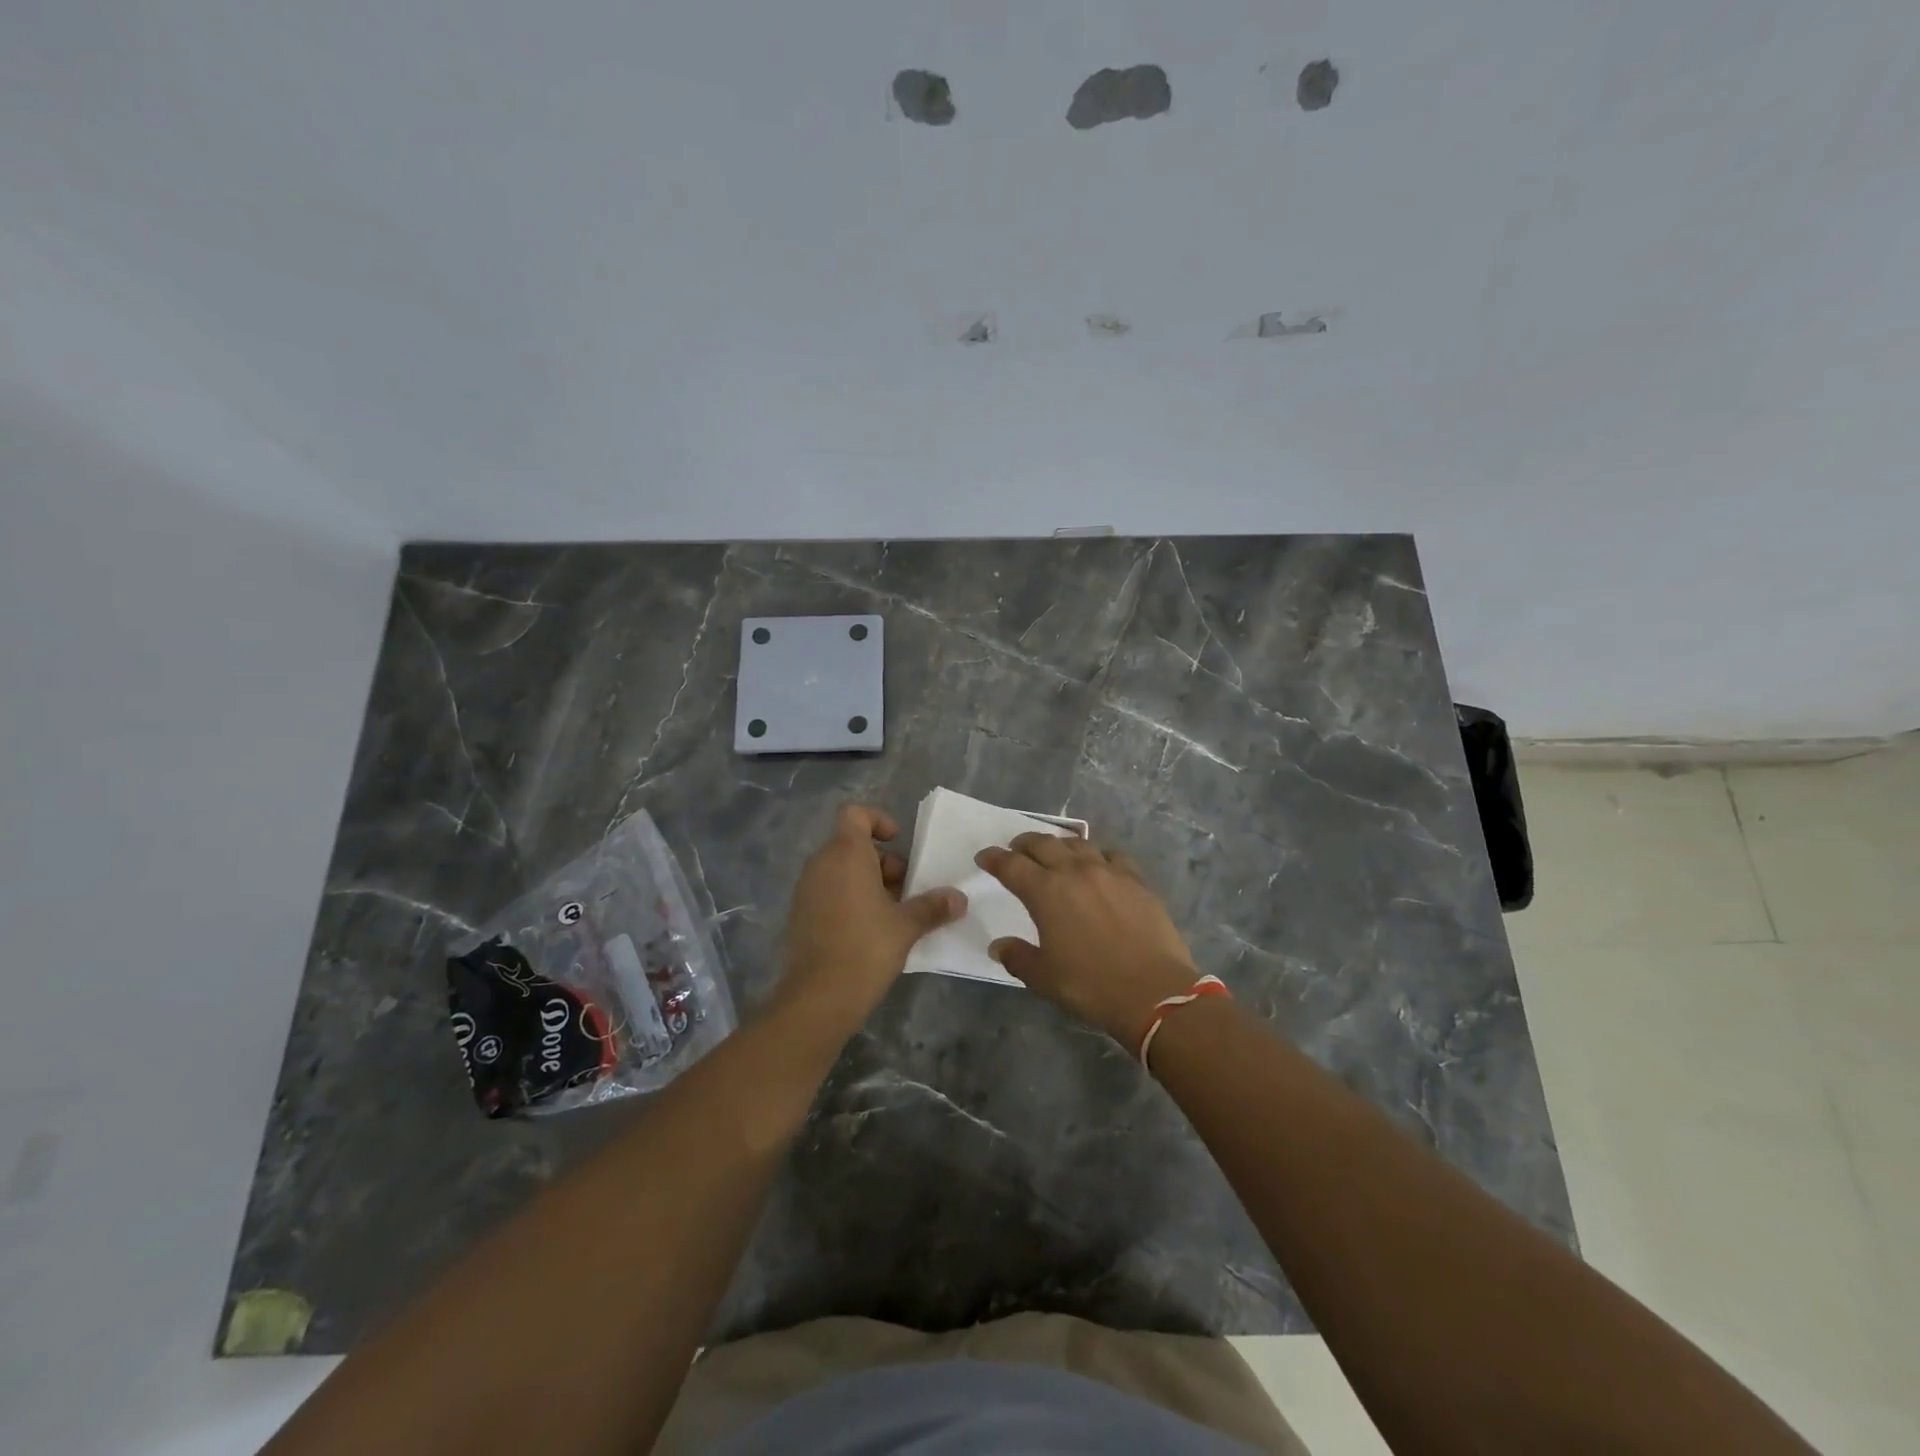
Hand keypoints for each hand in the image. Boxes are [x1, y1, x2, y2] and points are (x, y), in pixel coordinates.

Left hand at [777, 805, 965, 1030]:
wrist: (818, 997)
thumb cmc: (866, 948)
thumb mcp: (907, 926)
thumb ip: (933, 906)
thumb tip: (959, 899)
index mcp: (845, 854)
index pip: (855, 814)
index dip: (878, 820)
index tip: (898, 842)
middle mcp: (821, 864)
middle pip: (853, 845)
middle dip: (883, 862)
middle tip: (906, 891)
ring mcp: (806, 890)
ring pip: (841, 871)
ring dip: (869, 883)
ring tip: (894, 914)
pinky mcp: (800, 915)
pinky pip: (829, 892)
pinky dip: (851, 900)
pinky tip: (871, 932)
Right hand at [977, 834, 1199, 1047]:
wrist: (1154, 991)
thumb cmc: (1090, 985)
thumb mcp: (1043, 978)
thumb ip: (1017, 957)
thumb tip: (998, 946)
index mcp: (1045, 892)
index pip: (1011, 865)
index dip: (994, 858)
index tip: (984, 857)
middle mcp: (1074, 872)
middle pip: (1043, 844)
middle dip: (1024, 844)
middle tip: (1015, 850)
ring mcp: (1108, 872)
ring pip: (1077, 844)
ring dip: (1059, 844)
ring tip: (1054, 852)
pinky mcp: (1136, 880)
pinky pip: (1111, 855)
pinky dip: (1096, 854)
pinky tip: (1098, 864)